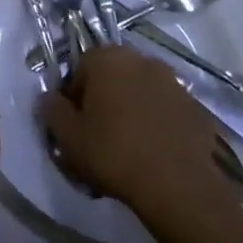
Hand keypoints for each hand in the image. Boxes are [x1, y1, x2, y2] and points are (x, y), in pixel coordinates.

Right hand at [38, 47, 239, 219]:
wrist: (178, 184)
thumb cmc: (114, 153)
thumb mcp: (69, 137)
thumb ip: (52, 111)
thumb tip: (47, 98)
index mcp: (107, 58)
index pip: (79, 68)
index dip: (73, 98)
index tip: (74, 126)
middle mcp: (140, 58)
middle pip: (112, 76)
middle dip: (103, 100)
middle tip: (99, 135)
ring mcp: (172, 80)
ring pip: (140, 91)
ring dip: (132, 109)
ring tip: (128, 146)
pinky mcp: (194, 104)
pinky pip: (166, 109)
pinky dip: (158, 122)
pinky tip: (154, 151)